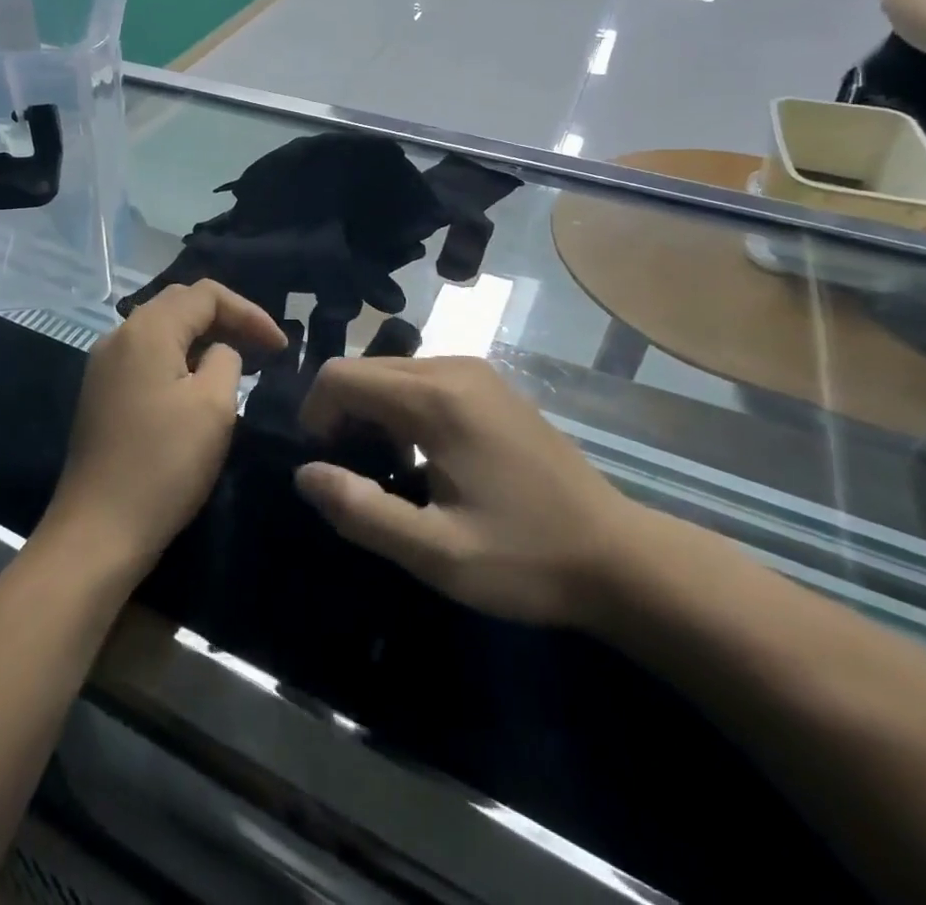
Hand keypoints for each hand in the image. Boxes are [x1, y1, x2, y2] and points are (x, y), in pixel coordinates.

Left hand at [44, 281, 284, 574]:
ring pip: (162, 330)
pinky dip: (180, 358)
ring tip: (239, 363)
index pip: (206, 294)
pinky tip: (199, 385)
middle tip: (262, 348)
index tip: (280, 346)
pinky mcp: (101, 392)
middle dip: (226, 319)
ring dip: (203, 338)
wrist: (98, 530)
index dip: (249, 312)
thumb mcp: (214, 406)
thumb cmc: (164, 464)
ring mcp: (104, 364)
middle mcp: (119, 335)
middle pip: (180, 304)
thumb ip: (226, 360)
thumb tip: (219, 352)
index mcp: (147, 329)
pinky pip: (147, 355)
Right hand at [293, 357, 642, 627]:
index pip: (340, 376)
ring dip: (372, 413)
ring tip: (391, 471)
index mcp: (436, 398)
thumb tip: (305, 473)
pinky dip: (402, 409)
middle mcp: (453, 367)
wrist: (620, 557)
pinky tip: (426, 458)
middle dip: (341, 414)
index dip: (316, 416)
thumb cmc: (527, 558)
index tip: (327, 467)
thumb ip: (362, 511)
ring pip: (391, 372)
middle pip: (363, 368)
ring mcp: (477, 372)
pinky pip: (422, 380)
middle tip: (356, 474)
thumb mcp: (437, 553)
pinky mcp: (492, 386)